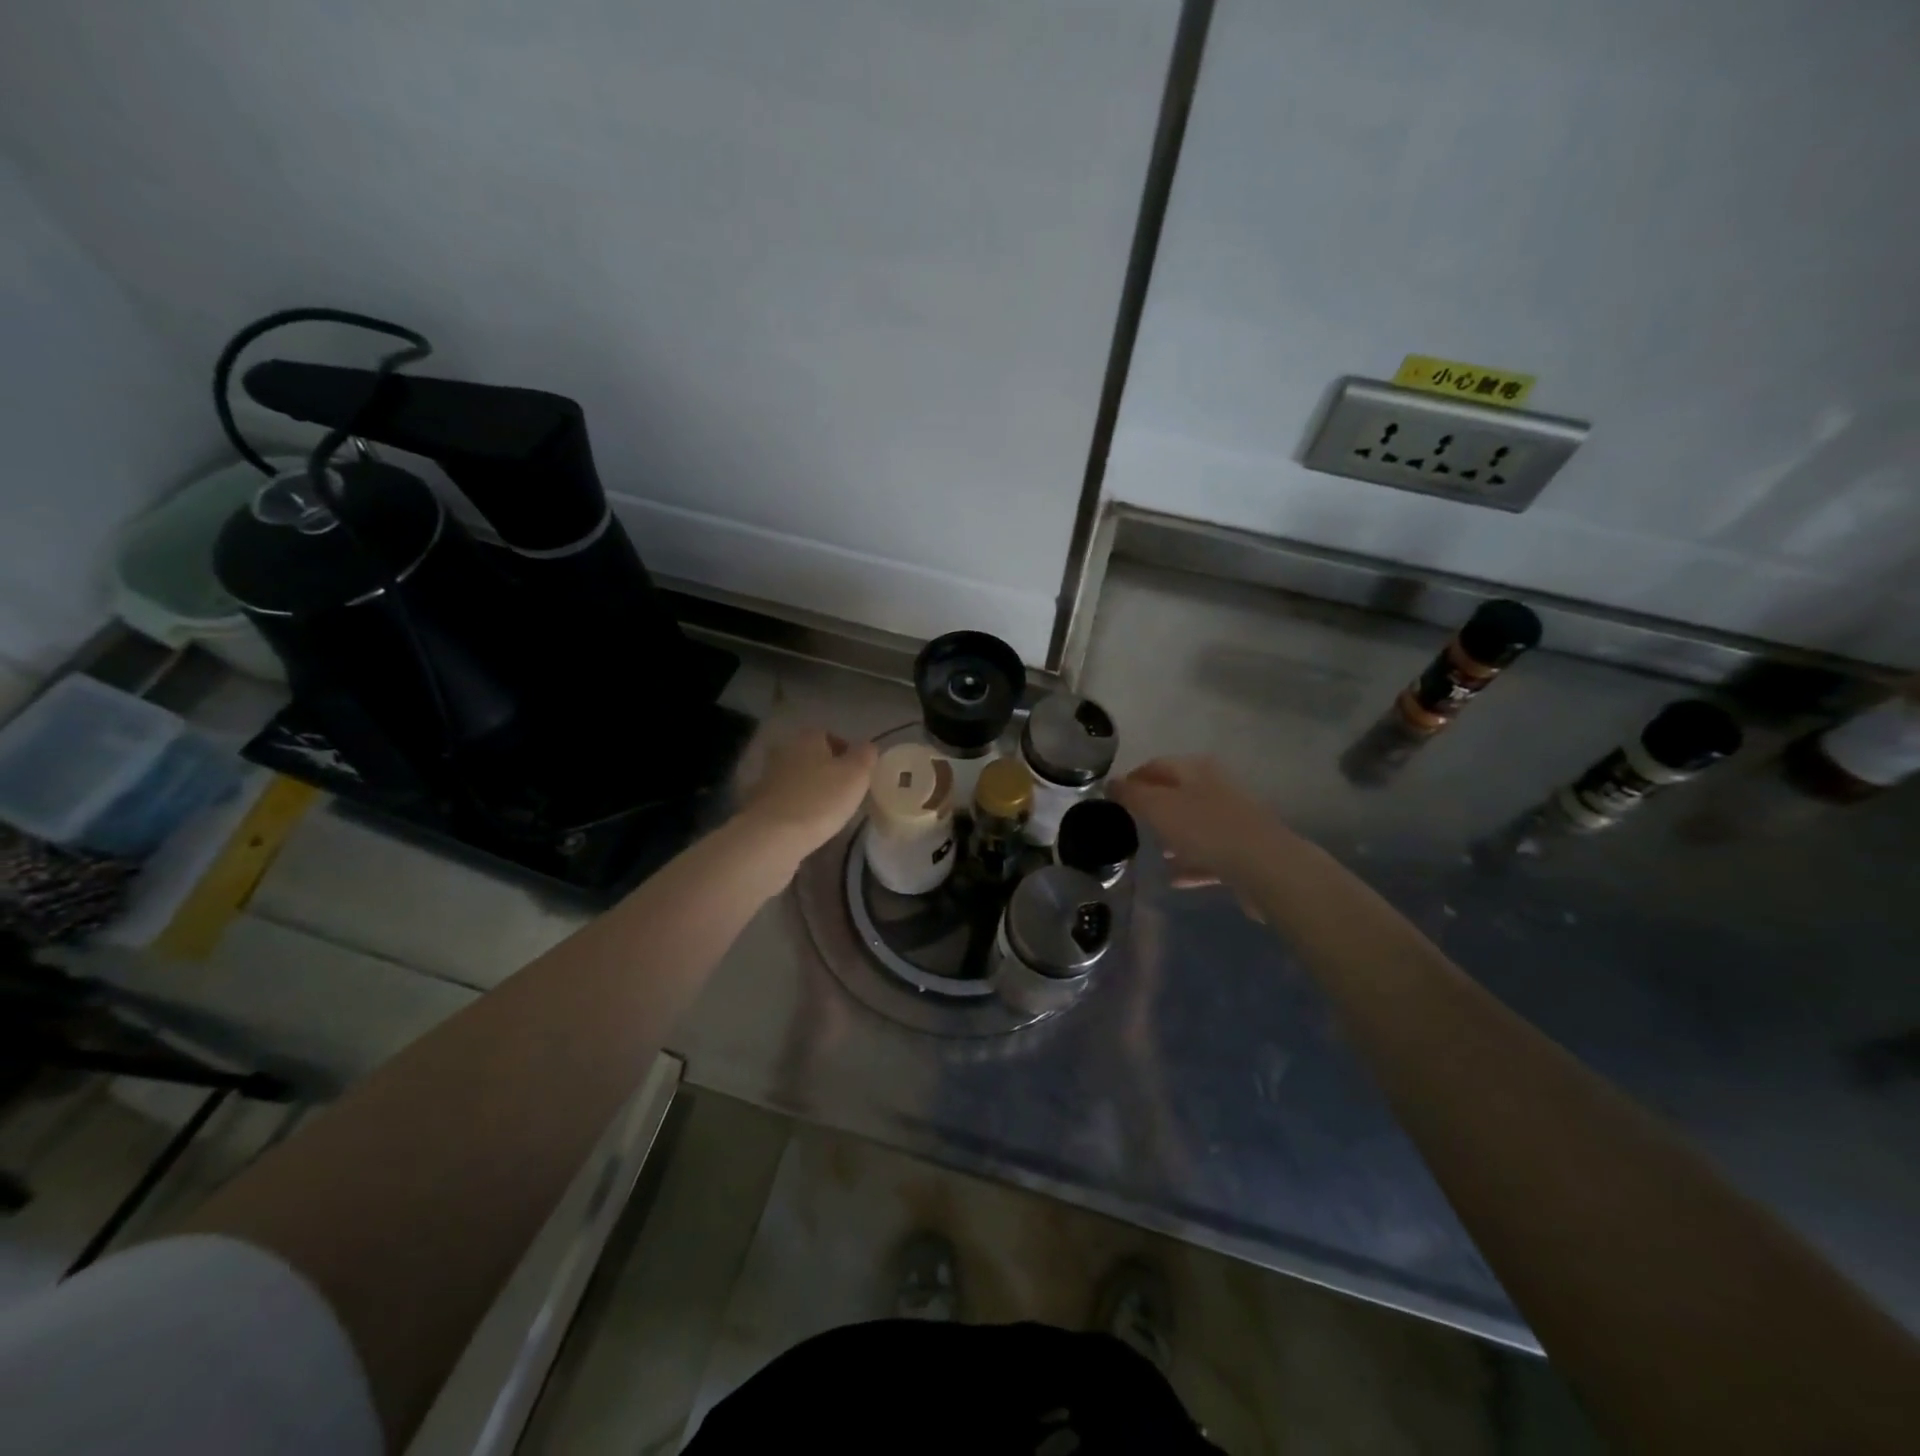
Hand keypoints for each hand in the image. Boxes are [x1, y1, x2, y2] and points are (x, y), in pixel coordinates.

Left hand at [735, 728, 876, 863]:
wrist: (773, 836)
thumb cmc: (821, 799)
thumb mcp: (856, 775)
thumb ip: (866, 756)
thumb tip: (867, 747)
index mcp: (807, 739)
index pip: (827, 735)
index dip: (844, 751)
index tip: (857, 772)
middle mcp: (784, 752)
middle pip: (810, 756)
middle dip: (826, 770)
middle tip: (845, 791)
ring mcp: (767, 779)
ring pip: (796, 779)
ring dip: (810, 790)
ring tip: (829, 811)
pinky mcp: (758, 805)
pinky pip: (785, 801)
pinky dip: (797, 809)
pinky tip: (808, 825)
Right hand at [1110, 756, 1292, 893]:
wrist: (1265, 866)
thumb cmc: (1205, 828)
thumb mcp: (1158, 807)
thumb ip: (1132, 794)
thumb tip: (1111, 783)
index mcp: (1196, 770)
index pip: (1156, 765)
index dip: (1132, 778)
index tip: (1112, 798)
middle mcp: (1216, 788)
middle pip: (1177, 794)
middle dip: (1154, 808)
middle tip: (1130, 824)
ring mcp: (1233, 820)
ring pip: (1194, 825)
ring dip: (1173, 837)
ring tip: (1153, 854)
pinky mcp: (1242, 850)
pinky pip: (1209, 854)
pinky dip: (1191, 863)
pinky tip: (1175, 879)